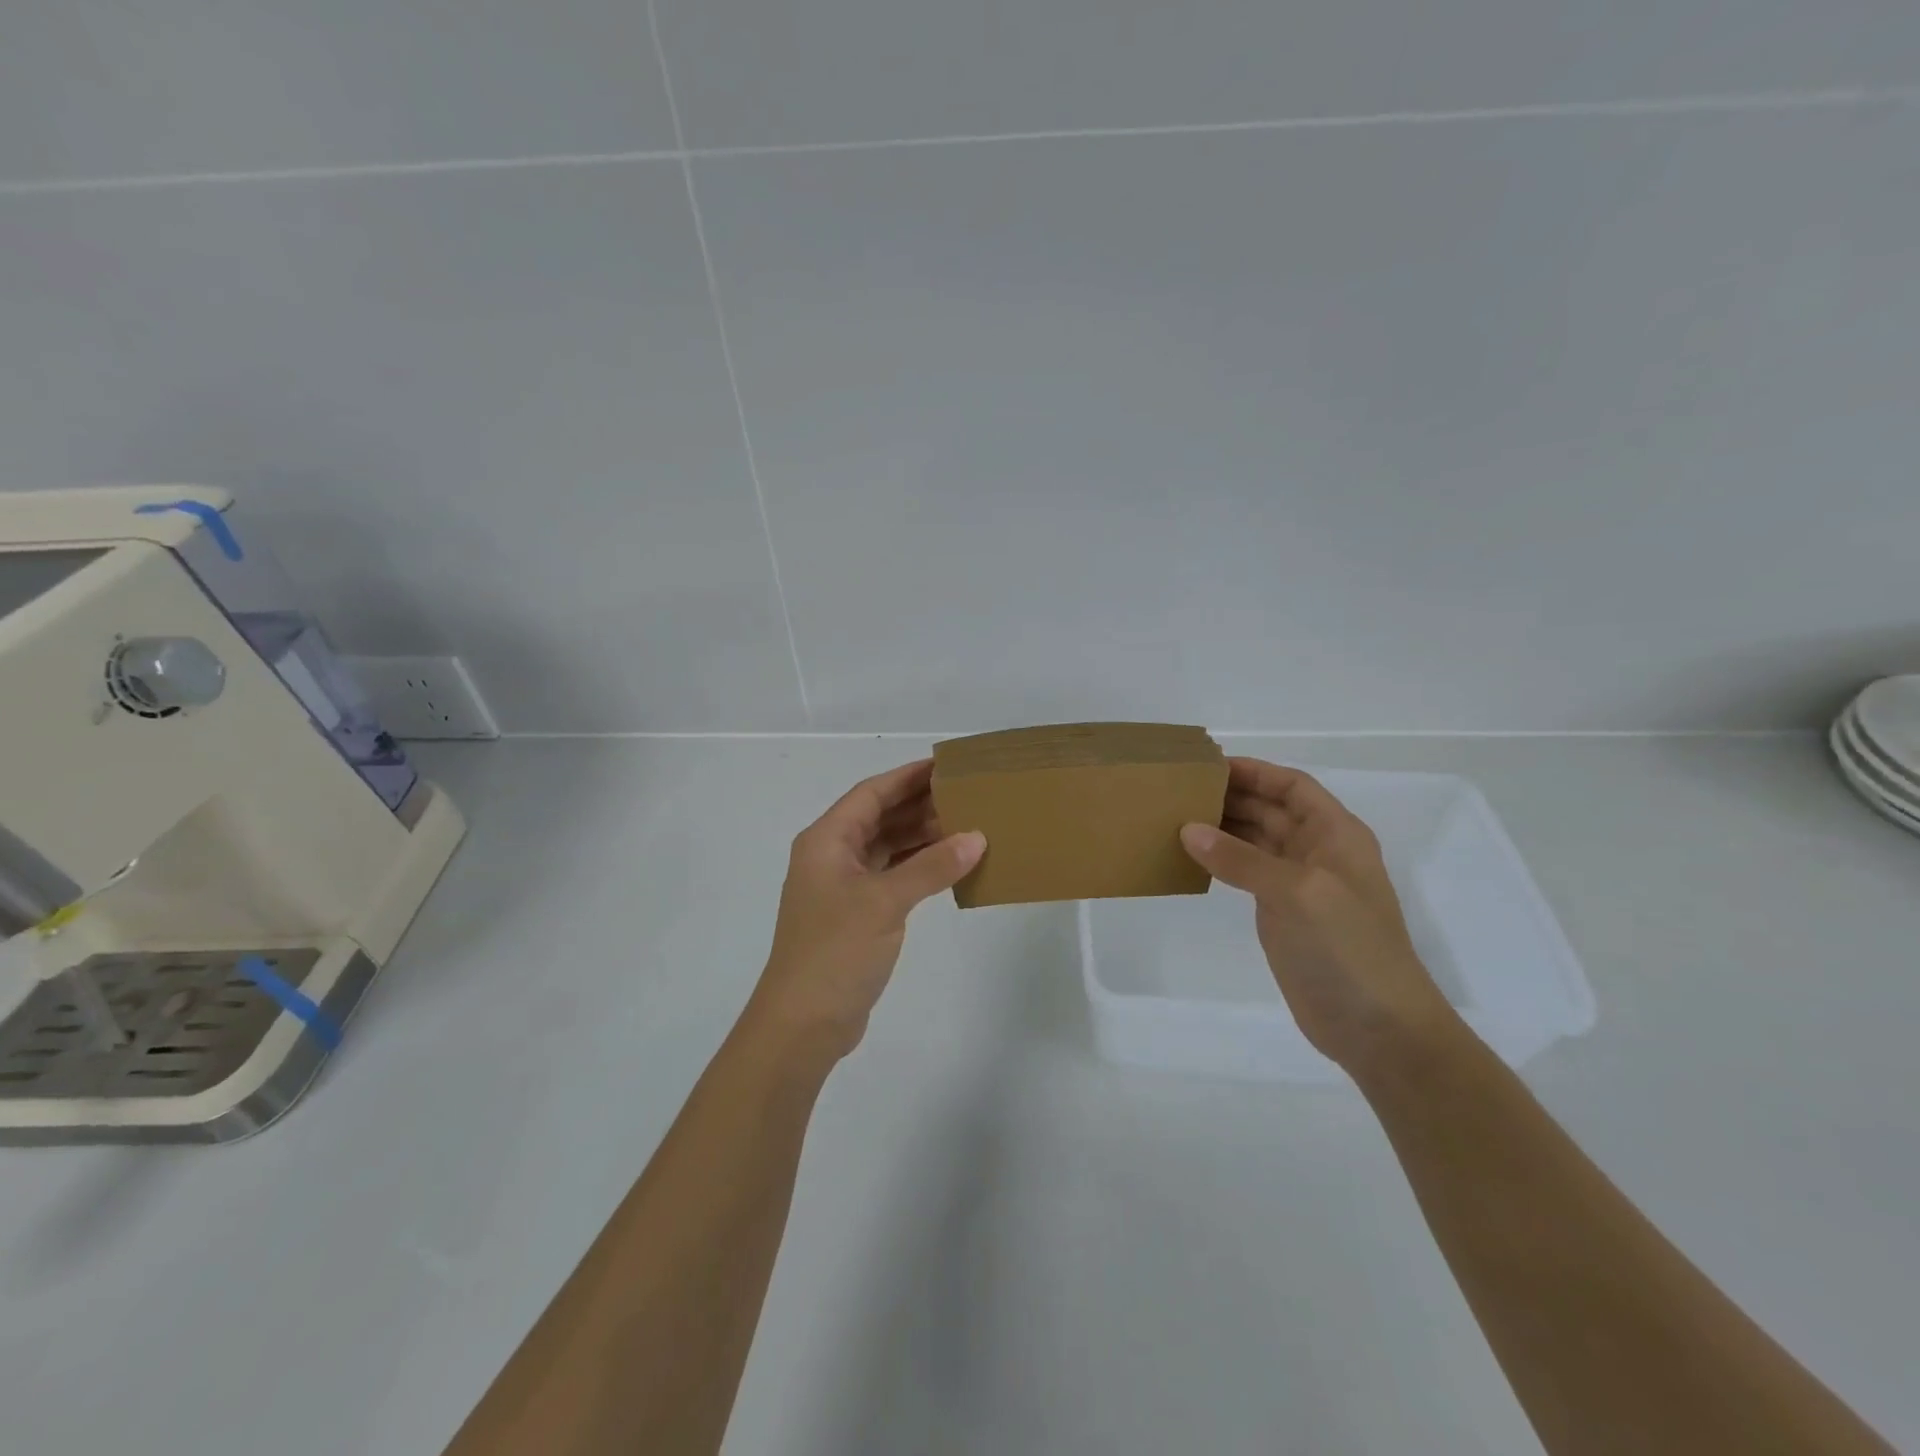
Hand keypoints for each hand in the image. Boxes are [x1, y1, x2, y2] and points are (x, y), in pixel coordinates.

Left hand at [749, 760, 985, 1062]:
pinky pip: (892, 877)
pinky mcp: (856, 915)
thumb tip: (976, 837)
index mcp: (826, 840)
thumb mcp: (885, 902)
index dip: (907, 777)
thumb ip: (931, 867)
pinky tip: (950, 866)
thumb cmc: (835, 951)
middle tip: (966, 795)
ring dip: (921, 837)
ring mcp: (843, 887)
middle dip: (919, 805)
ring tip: (967, 826)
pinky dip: (918, 868)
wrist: (803, 1023)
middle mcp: (831, 856)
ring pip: (887, 848)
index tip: (946, 765)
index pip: (871, 793)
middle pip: (879, 818)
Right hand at [1179, 757, 1458, 1073]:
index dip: (1254, 772)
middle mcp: (1318, 852)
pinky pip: (1247, 873)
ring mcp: (1300, 884)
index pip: (1292, 786)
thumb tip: (1188, 829)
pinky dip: (1221, 860)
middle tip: (1180, 791)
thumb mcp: (1296, 892)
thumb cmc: (1347, 947)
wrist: (1377, 1027)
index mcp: (1336, 834)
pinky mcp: (1282, 913)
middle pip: (1271, 809)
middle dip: (1231, 796)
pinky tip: (1192, 857)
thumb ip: (1241, 858)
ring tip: (1176, 817)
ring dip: (1222, 827)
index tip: (1207, 766)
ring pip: (1256, 840)